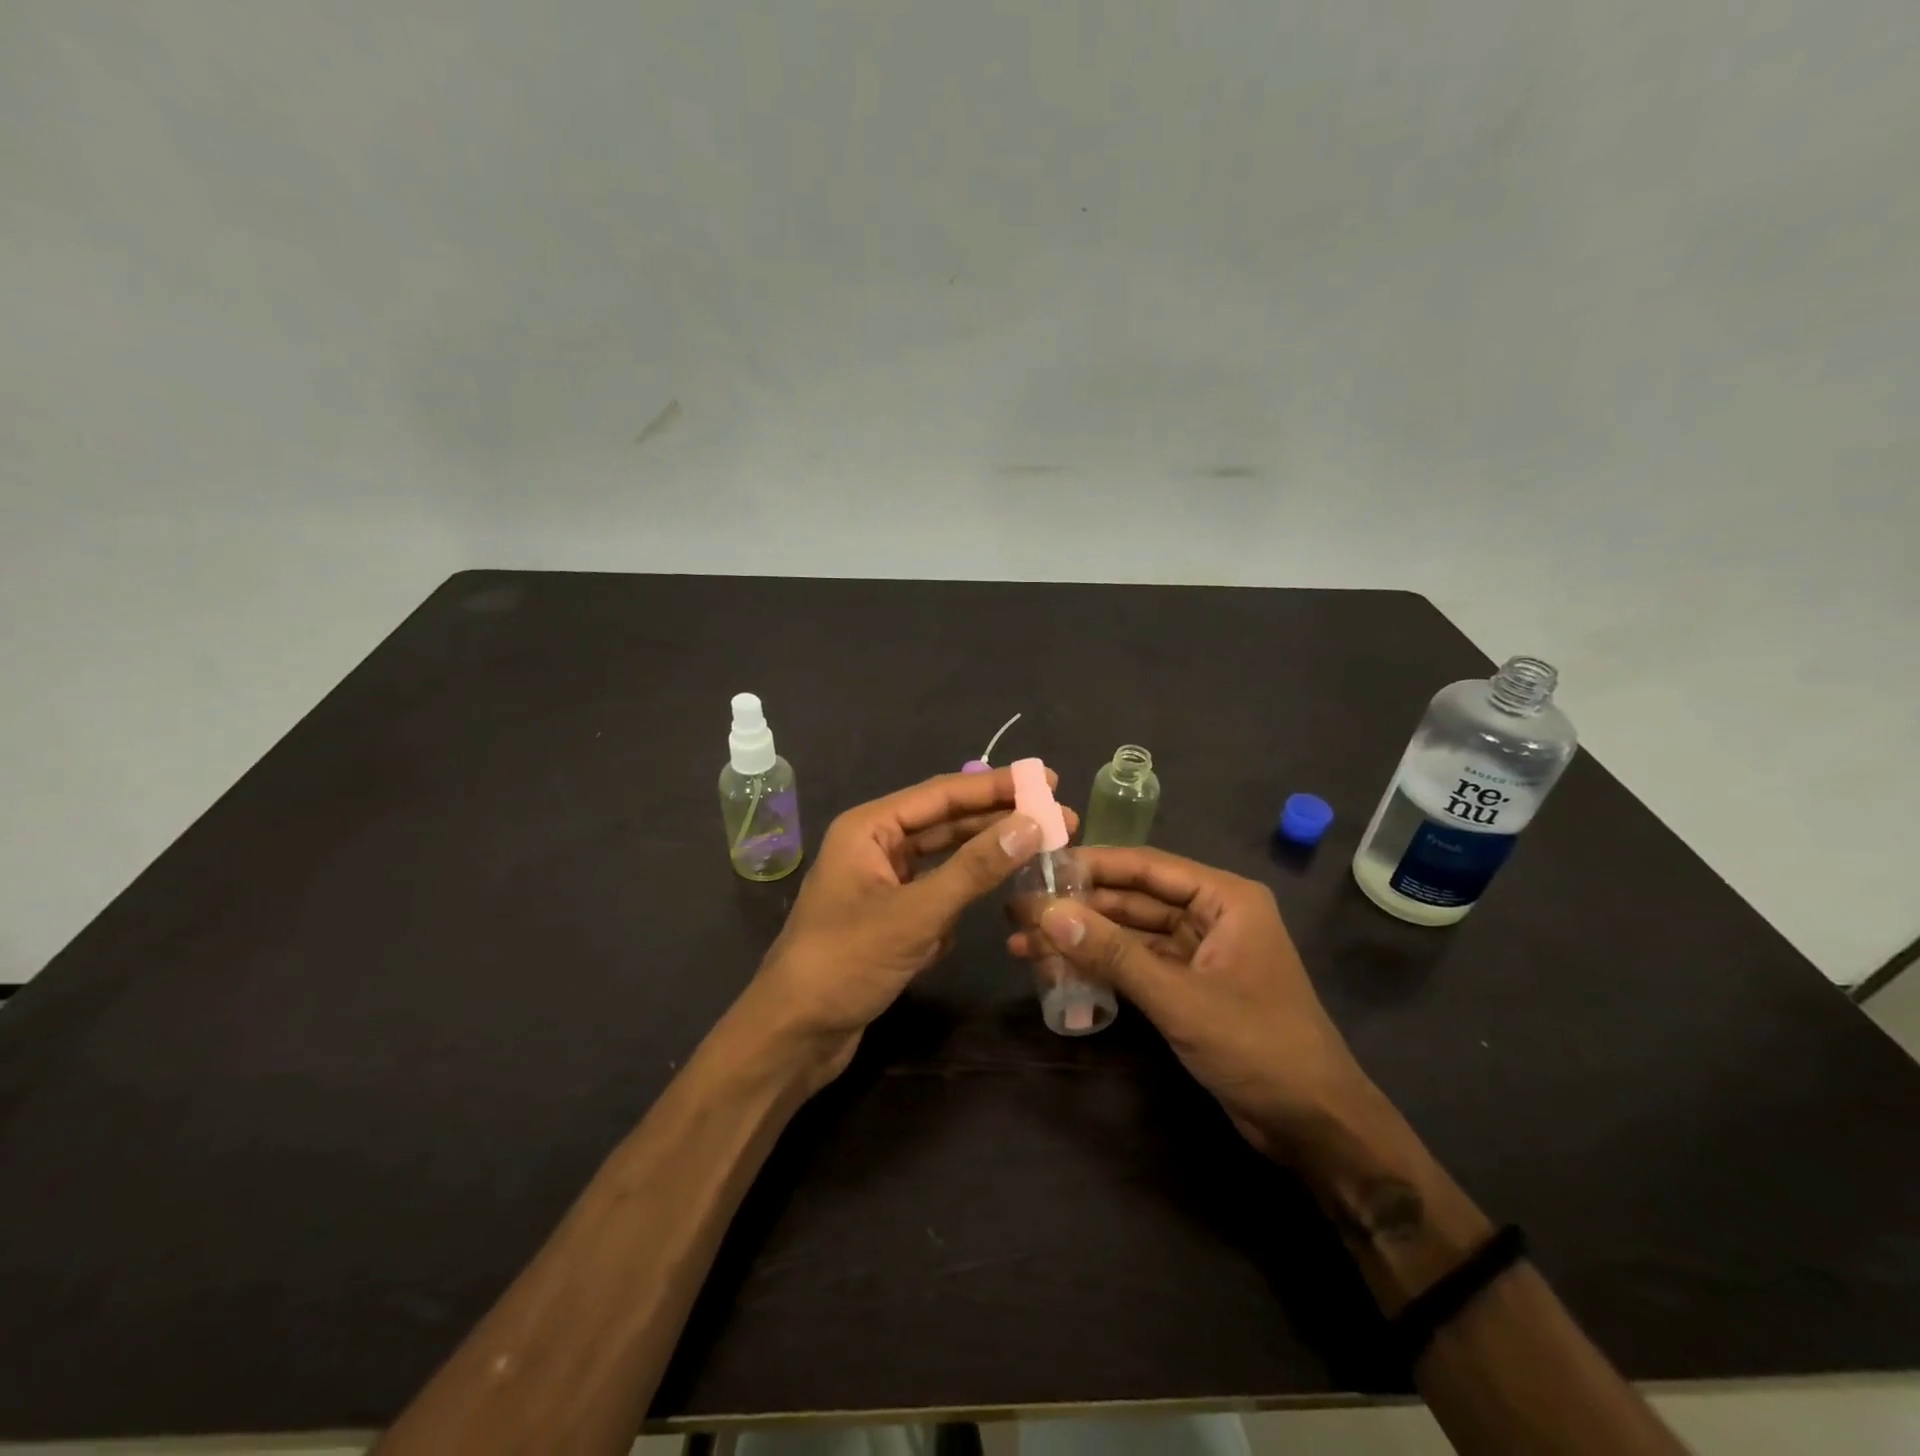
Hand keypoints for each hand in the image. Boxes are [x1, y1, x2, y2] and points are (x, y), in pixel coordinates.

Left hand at [738, 767, 1073, 1090]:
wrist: (794, 1035)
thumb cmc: (846, 961)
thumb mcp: (916, 913)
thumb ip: (975, 868)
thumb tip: (1032, 824)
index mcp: (869, 828)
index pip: (942, 794)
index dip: (997, 786)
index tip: (1047, 782)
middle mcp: (875, 847)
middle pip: (946, 823)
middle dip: (998, 821)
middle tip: (1058, 819)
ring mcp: (882, 884)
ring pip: (944, 861)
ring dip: (984, 861)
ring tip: (1037, 854)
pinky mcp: (889, 918)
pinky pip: (936, 895)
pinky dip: (961, 899)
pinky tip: (989, 904)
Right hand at [1007, 846, 1367, 1161]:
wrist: (1315, 1127)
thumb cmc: (1258, 1046)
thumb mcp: (1180, 998)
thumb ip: (1113, 954)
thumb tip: (1047, 913)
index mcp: (1225, 899)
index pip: (1147, 867)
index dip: (1092, 864)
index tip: (1040, 866)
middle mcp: (1213, 915)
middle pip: (1134, 899)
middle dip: (1079, 907)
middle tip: (1020, 910)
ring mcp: (1201, 952)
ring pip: (1132, 934)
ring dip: (1085, 938)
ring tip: (1025, 942)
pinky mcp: (1190, 987)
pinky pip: (1138, 965)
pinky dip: (1103, 967)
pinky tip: (1060, 969)